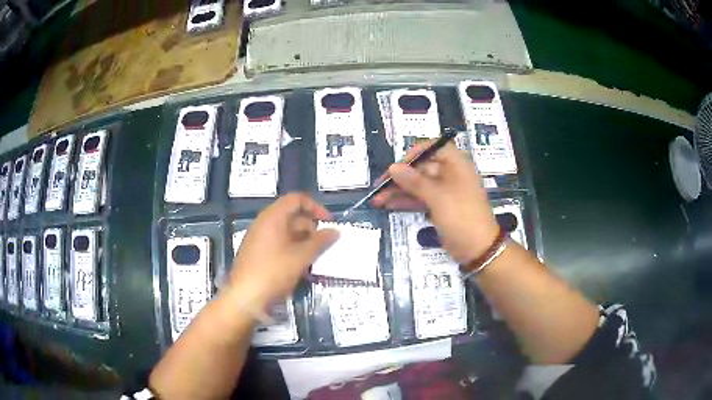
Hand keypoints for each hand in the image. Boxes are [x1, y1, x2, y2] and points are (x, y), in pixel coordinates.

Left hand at [229, 193, 338, 308]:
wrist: (244, 298)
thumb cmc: (273, 272)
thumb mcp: (300, 257)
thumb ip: (319, 242)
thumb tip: (335, 231)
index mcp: (273, 217)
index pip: (296, 199)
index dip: (315, 207)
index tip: (329, 223)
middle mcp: (264, 223)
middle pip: (292, 216)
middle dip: (311, 229)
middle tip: (325, 245)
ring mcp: (259, 239)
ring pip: (287, 233)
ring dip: (304, 242)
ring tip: (316, 259)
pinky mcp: (257, 253)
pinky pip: (279, 245)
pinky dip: (293, 251)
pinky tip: (302, 268)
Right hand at [372, 141, 498, 263]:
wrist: (478, 249)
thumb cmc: (462, 216)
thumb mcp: (437, 197)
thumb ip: (414, 181)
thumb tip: (392, 167)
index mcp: (456, 164)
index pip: (432, 148)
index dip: (412, 155)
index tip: (396, 167)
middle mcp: (450, 173)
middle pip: (421, 168)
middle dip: (400, 177)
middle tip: (379, 187)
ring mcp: (445, 191)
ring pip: (418, 185)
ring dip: (399, 191)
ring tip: (377, 200)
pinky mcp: (440, 207)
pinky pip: (420, 199)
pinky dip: (406, 201)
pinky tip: (388, 205)